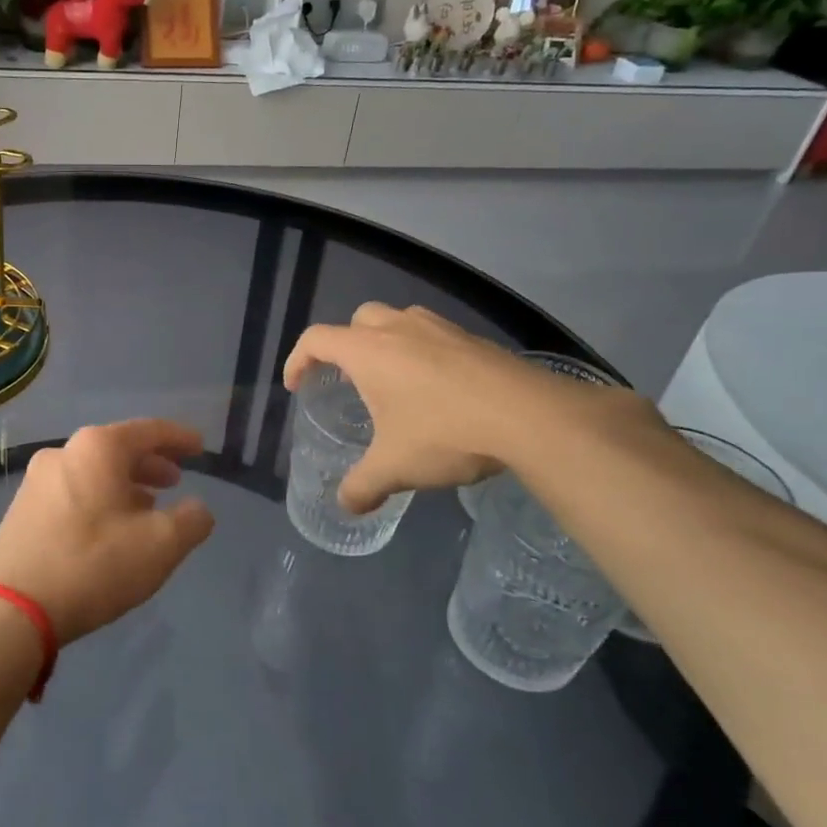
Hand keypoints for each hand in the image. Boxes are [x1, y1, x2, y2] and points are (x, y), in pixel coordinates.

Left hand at [0, 420, 214, 644]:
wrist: (10, 609)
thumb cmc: (93, 565)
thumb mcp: (160, 546)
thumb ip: (191, 521)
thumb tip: (198, 510)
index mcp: (98, 448)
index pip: (149, 431)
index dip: (179, 438)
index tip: (200, 446)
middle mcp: (64, 453)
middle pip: (118, 449)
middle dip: (151, 464)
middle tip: (176, 481)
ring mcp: (36, 481)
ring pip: (94, 473)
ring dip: (125, 485)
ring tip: (147, 508)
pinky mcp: (21, 510)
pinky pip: (73, 492)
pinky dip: (100, 500)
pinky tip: (110, 528)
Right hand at [283, 303, 638, 512]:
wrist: (528, 416)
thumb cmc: (445, 433)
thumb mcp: (395, 467)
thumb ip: (362, 486)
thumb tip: (346, 506)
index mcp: (367, 351)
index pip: (316, 339)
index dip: (298, 360)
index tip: (298, 385)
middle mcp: (398, 328)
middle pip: (357, 321)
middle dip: (345, 345)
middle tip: (350, 380)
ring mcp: (439, 327)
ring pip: (397, 320)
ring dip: (385, 342)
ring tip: (393, 381)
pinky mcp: (472, 337)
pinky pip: (432, 334)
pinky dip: (421, 351)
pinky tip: (437, 387)